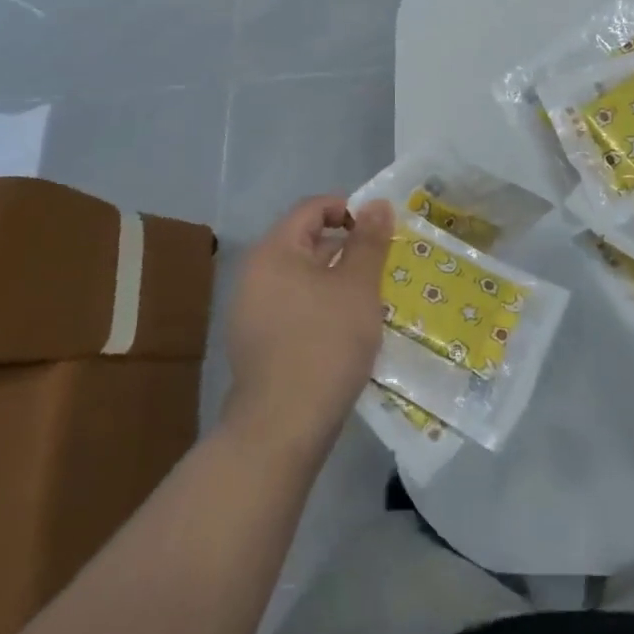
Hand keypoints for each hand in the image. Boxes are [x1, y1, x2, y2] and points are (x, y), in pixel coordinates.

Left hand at [222, 196, 393, 460]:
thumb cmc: (324, 344)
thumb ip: (368, 241)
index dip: (348, 209)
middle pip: (305, 242)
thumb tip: (378, 204)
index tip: (381, 230)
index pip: (311, 208)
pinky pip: (294, 306)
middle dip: (346, 247)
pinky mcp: (257, 343)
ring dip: (336, 279)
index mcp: (273, 251)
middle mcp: (254, 274)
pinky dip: (321, 306)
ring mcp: (251, 311)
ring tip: (370, 296)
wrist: (281, 429)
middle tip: (383, 263)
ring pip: (301, 277)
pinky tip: (346, 329)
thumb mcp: (357, 286)